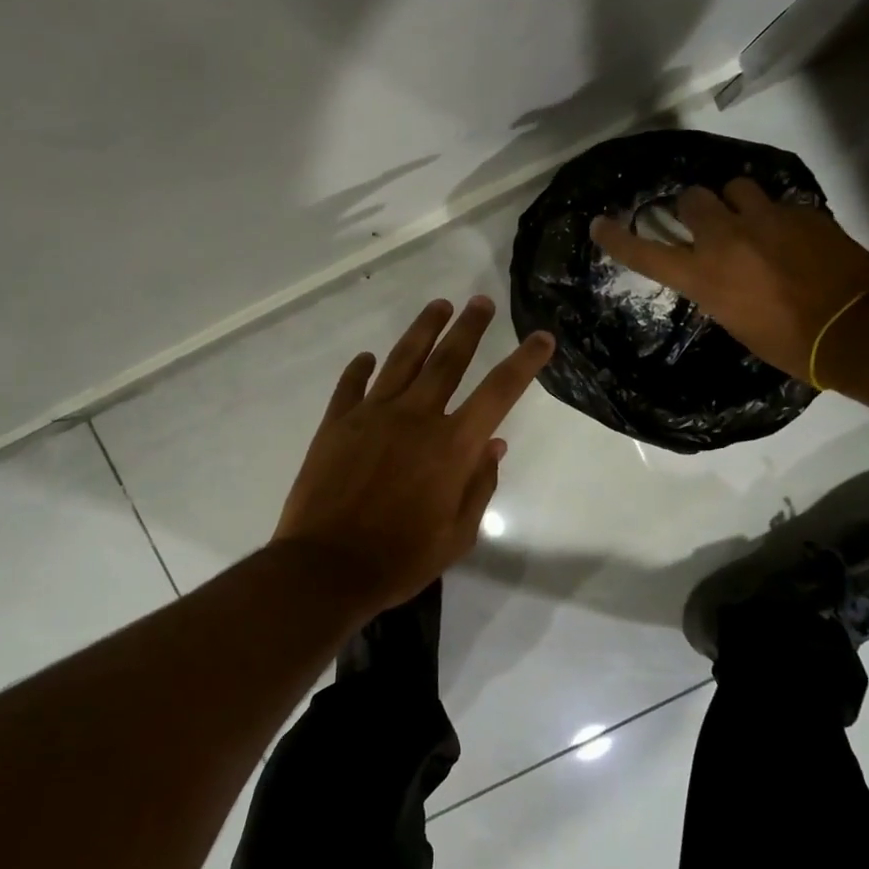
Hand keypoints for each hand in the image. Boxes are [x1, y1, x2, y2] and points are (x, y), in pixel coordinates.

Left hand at [273, 296, 553, 610]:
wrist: (326, 567)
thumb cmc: (400, 559)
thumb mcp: (457, 534)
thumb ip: (479, 485)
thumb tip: (494, 445)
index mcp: (452, 446)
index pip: (498, 392)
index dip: (524, 362)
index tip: (541, 337)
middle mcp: (415, 417)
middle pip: (448, 360)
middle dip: (469, 327)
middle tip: (481, 301)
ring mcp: (371, 415)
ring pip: (402, 360)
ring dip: (423, 330)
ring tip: (438, 306)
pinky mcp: (336, 423)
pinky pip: (351, 385)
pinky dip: (361, 368)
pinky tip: (367, 357)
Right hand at [590, 178, 868, 381]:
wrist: (854, 331)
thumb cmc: (786, 343)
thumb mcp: (733, 318)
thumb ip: (714, 285)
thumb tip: (714, 269)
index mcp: (703, 276)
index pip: (646, 253)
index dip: (618, 238)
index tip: (600, 224)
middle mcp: (726, 240)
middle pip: (692, 198)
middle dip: (694, 209)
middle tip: (706, 223)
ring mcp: (767, 220)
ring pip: (735, 186)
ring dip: (735, 201)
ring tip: (750, 220)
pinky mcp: (802, 212)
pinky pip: (777, 202)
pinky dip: (774, 215)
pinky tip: (789, 236)